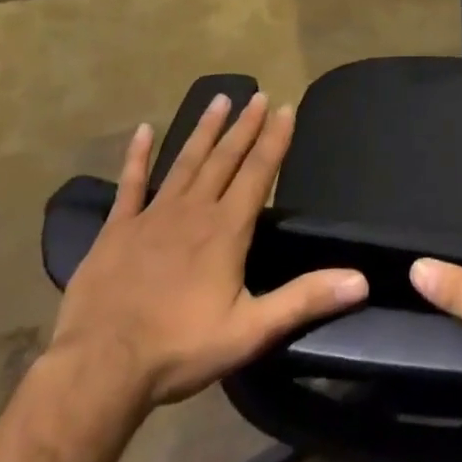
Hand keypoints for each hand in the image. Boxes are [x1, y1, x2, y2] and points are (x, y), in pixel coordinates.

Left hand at [50, 93, 368, 409]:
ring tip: (219, 99)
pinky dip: (138, 155)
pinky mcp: (117, 228)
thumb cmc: (180, 348)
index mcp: (226, 229)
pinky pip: (130, 183)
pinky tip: (145, 129)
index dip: (274, 139)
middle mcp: (193, 209)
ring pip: (185, 161)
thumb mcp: (251, 330)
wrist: (100, 366)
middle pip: (224, 158)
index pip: (258, 172)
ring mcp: (152, 215)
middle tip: (257, 95)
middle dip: (244, 126)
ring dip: (204, 129)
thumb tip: (360, 280)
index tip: (285, 108)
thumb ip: (305, 299)